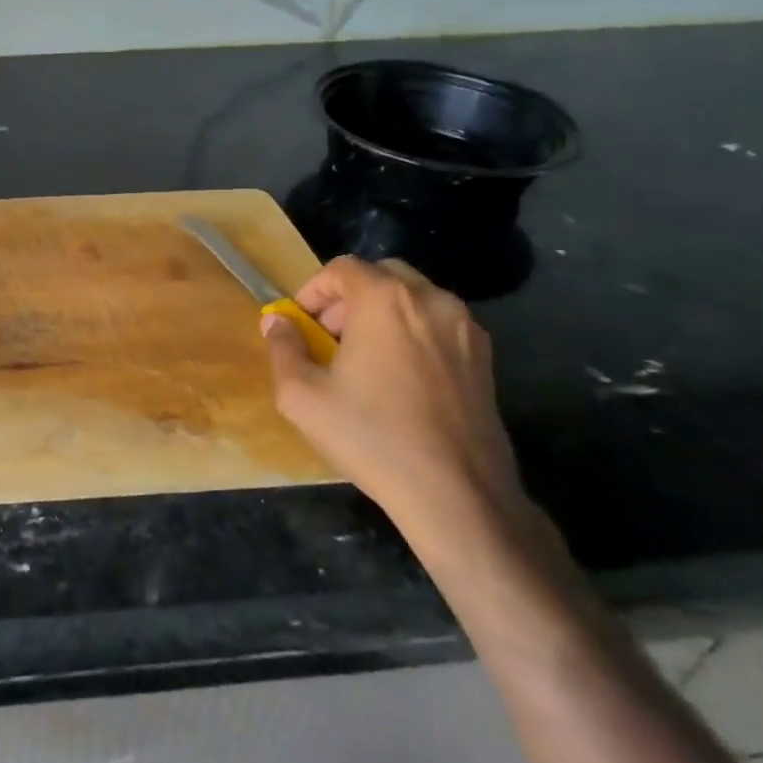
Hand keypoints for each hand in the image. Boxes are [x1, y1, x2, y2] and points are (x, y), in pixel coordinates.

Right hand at [261, 255, 525, 547]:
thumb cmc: (371, 437)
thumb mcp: (302, 395)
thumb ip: (282, 348)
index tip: (302, 325)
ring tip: (366, 360)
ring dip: (383, 315)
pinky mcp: (486, 358)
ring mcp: (465, 328)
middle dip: (350, 298)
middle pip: (382, 275)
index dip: (314, 291)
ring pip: (414, 299)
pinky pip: (439, 326)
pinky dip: (414, 334)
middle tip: (331, 338)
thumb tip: (276, 321)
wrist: (456, 494)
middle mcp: (431, 300)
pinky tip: (401, 379)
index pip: (342, 268)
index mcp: (385, 300)